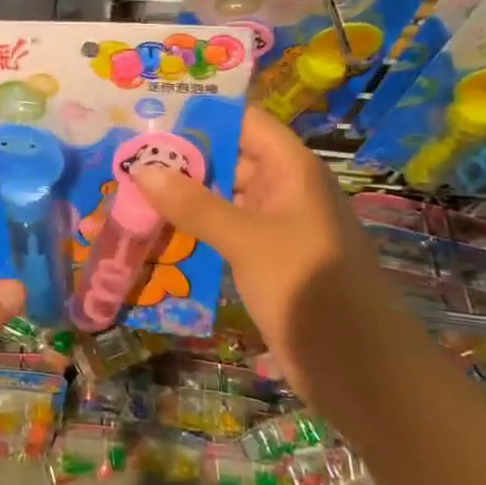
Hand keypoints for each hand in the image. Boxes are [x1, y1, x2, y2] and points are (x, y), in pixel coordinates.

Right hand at [134, 110, 392, 394]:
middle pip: (227, 158)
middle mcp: (282, 190)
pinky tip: (152, 234)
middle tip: (123, 156)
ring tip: (126, 191)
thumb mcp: (248, 241)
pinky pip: (221, 233)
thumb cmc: (310, 289)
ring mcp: (273, 228)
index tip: (150, 114)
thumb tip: (142, 169)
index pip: (244, 121)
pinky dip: (191, 231)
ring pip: (220, 198)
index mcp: (291, 170)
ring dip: (180, 198)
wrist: (361, 370)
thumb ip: (195, 205)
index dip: (201, 113)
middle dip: (179, 158)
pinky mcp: (263, 261)